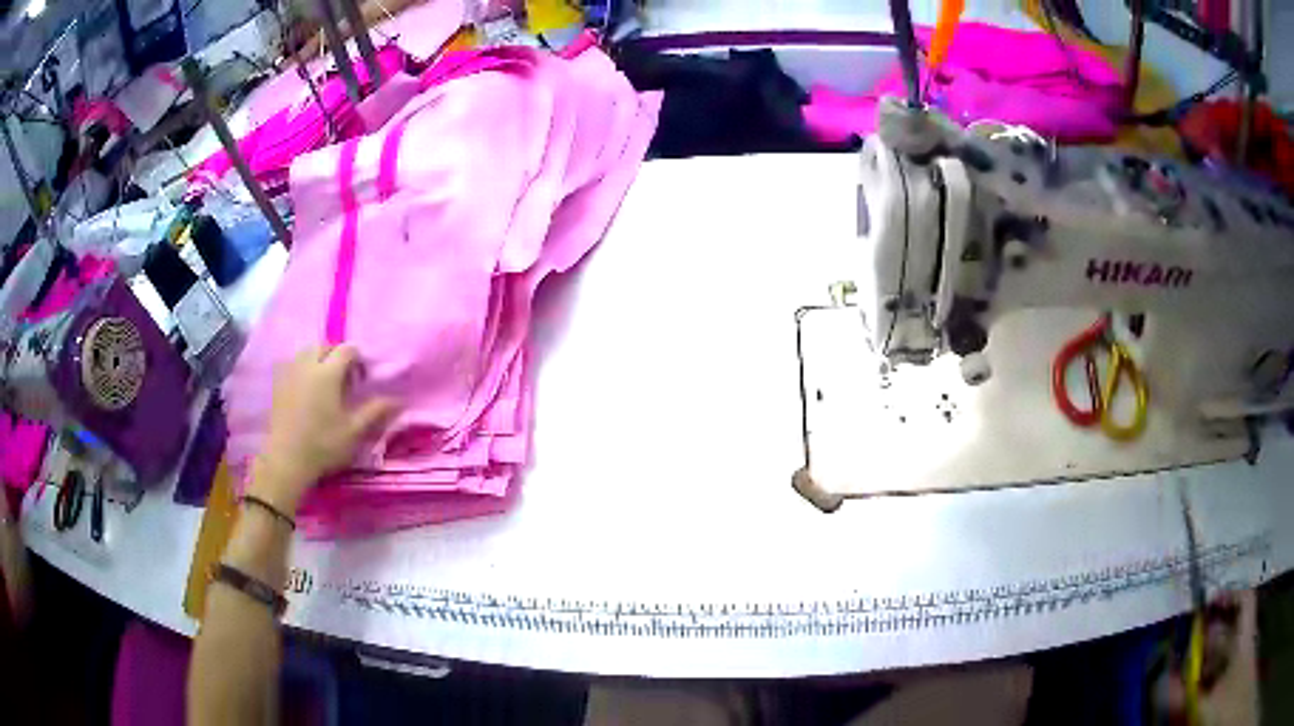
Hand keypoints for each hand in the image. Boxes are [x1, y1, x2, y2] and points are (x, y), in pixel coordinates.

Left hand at [252, 344, 398, 511]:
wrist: (286, 459)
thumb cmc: (323, 444)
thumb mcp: (354, 431)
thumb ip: (375, 410)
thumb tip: (399, 399)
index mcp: (328, 372)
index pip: (347, 349)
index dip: (357, 360)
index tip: (361, 380)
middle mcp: (308, 364)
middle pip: (324, 345)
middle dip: (336, 355)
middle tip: (343, 380)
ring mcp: (290, 372)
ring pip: (306, 352)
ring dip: (318, 360)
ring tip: (324, 383)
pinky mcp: (278, 384)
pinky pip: (293, 364)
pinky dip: (303, 369)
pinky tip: (306, 391)